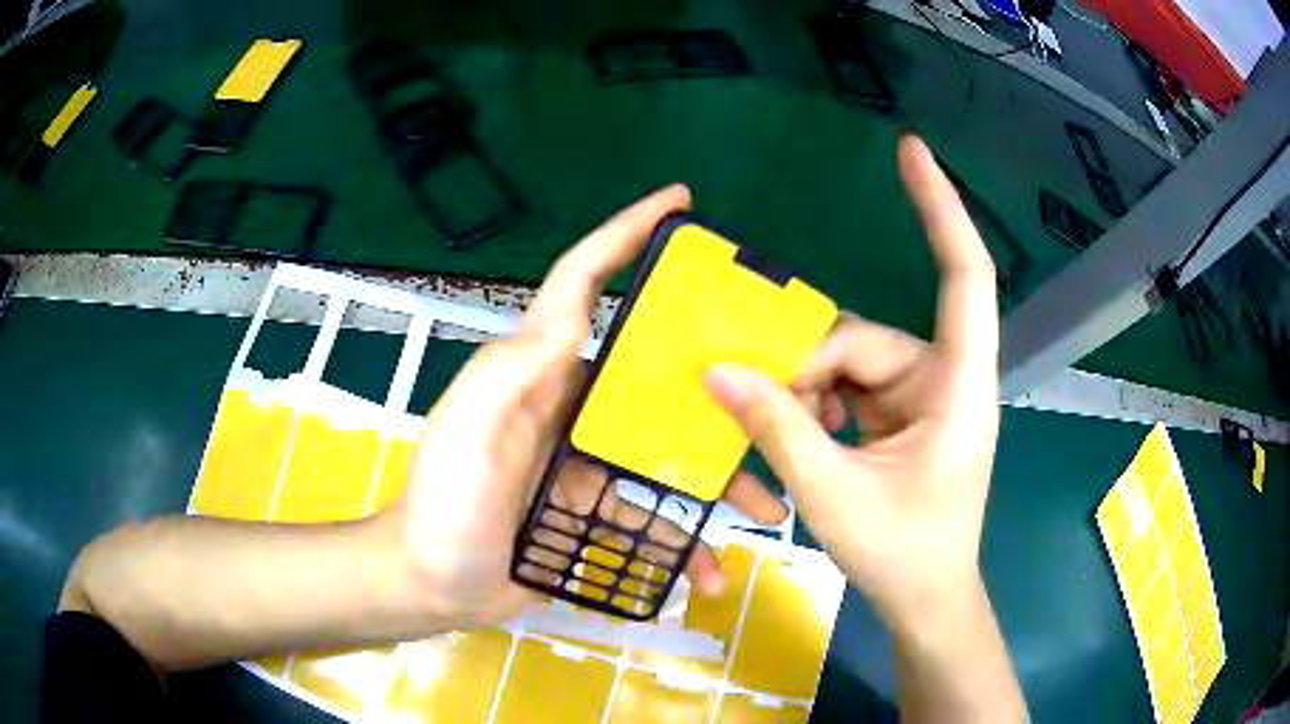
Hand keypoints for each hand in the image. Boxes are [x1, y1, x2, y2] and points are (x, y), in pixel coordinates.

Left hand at [390, 185, 788, 627]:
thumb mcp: (466, 428)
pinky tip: (710, 568)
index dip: (626, 233)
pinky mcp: (593, 507)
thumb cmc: (444, 505)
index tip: (677, 202)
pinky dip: (683, 540)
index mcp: (538, 368)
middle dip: (713, 374)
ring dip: (717, 477)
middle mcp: (570, 402)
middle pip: (653, 370)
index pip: (584, 282)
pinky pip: (652, 513)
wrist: (434, 583)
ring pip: (667, 449)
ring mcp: (586, 458)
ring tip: (766, 502)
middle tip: (775, 384)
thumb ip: (512, 370)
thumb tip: (578, 315)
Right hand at [704, 136, 1000, 636]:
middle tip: (755, 408)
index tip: (909, 149)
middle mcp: (944, 377)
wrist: (927, 600)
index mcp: (957, 386)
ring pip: (849, 363)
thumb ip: (778, 430)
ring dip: (806, 393)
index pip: (964, 275)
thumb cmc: (904, 555)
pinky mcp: (904, 414)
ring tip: (780, 439)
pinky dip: (817, 405)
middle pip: (865, 338)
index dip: (940, 207)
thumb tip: (719, 373)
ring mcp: (922, 395)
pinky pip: (850, 387)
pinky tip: (801, 438)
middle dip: (806, 368)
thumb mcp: (834, 496)